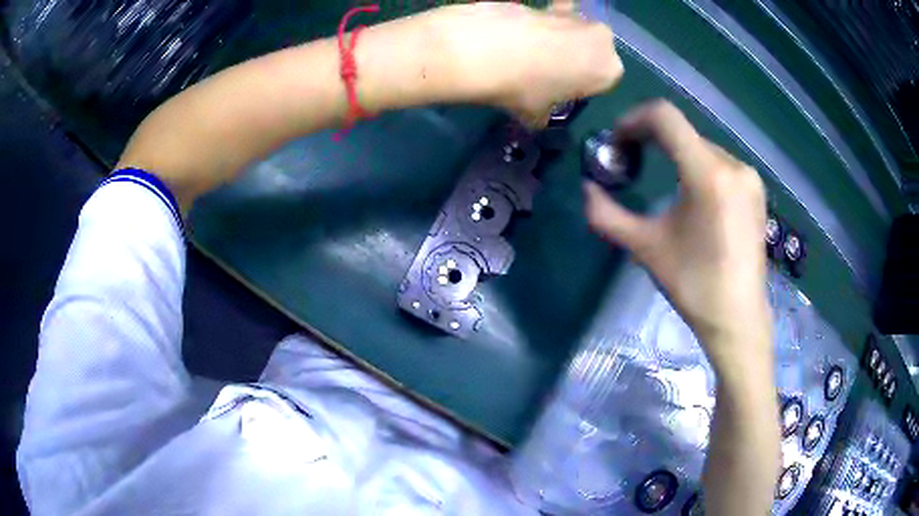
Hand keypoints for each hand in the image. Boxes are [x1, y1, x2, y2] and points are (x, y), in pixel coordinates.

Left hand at [431, 1, 622, 126]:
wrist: (484, 49)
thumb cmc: (523, 88)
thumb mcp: (536, 114)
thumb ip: (544, 114)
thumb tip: (536, 116)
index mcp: (609, 70)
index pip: (601, 81)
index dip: (580, 87)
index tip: (558, 92)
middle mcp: (602, 39)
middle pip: (590, 51)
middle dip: (572, 59)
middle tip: (542, 73)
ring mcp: (575, 15)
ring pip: (571, 31)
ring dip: (555, 40)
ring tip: (521, 53)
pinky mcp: (548, 3)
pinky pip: (548, 15)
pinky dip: (537, 22)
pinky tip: (515, 30)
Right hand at [584, 100, 771, 367]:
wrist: (738, 317)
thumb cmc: (693, 285)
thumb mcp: (645, 248)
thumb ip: (607, 215)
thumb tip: (586, 190)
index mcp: (707, 175)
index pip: (665, 117)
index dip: (634, 120)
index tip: (618, 143)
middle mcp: (733, 165)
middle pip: (682, 132)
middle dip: (651, 140)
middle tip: (632, 162)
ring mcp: (748, 177)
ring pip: (700, 146)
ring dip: (675, 153)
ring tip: (662, 179)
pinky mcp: (756, 190)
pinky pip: (719, 162)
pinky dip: (697, 166)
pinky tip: (692, 193)